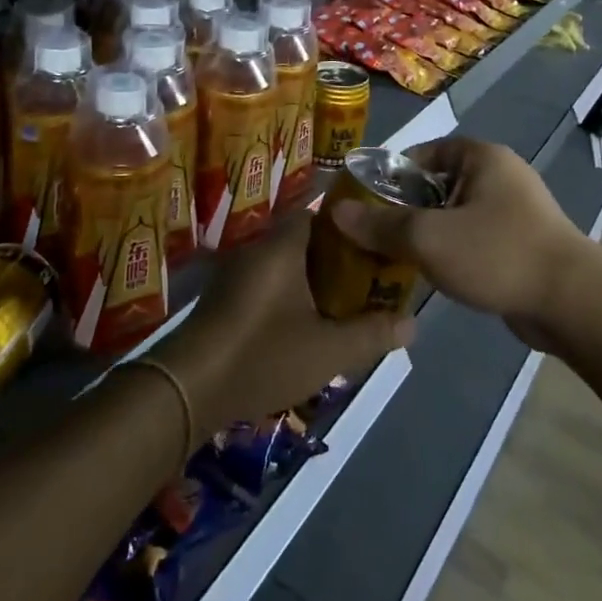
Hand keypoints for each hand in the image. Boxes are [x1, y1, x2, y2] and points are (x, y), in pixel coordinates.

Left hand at [151, 211, 412, 436]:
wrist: (189, 387)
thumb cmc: (263, 355)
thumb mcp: (327, 351)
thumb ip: (371, 334)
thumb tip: (413, 324)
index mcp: (282, 246)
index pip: (318, 213)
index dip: (348, 228)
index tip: (373, 247)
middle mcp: (256, 248)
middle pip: (301, 239)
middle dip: (332, 258)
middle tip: (362, 282)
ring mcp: (234, 272)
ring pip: (281, 263)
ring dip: (307, 279)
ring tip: (338, 305)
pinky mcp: (221, 297)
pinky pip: (263, 283)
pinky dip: (284, 295)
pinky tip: (299, 325)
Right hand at [330, 138, 589, 341]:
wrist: (572, 302)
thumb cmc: (497, 253)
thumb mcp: (428, 238)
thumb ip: (381, 225)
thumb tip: (335, 211)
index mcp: (481, 157)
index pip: (421, 154)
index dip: (389, 177)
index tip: (364, 205)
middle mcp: (499, 174)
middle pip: (435, 185)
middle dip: (404, 210)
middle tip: (373, 235)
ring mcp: (515, 209)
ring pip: (454, 215)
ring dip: (427, 234)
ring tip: (394, 258)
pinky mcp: (522, 242)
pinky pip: (473, 238)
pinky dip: (451, 251)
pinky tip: (431, 275)